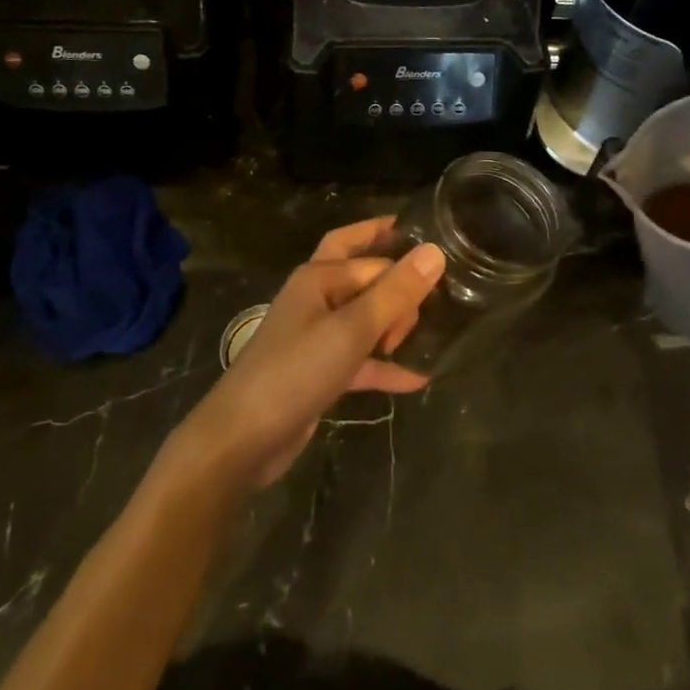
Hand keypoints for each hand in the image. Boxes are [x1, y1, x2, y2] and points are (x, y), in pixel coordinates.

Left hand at [169, 218, 445, 489]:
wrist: (243, 438)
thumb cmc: (297, 371)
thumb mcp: (352, 329)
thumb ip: (395, 291)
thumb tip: (434, 251)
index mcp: (318, 277)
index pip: (372, 256)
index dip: (404, 265)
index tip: (446, 272)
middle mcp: (316, 298)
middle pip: (363, 274)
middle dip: (396, 281)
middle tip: (434, 296)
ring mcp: (317, 336)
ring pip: (363, 316)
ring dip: (393, 323)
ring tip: (431, 333)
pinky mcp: (320, 370)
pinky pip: (360, 358)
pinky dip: (385, 365)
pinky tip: (418, 378)